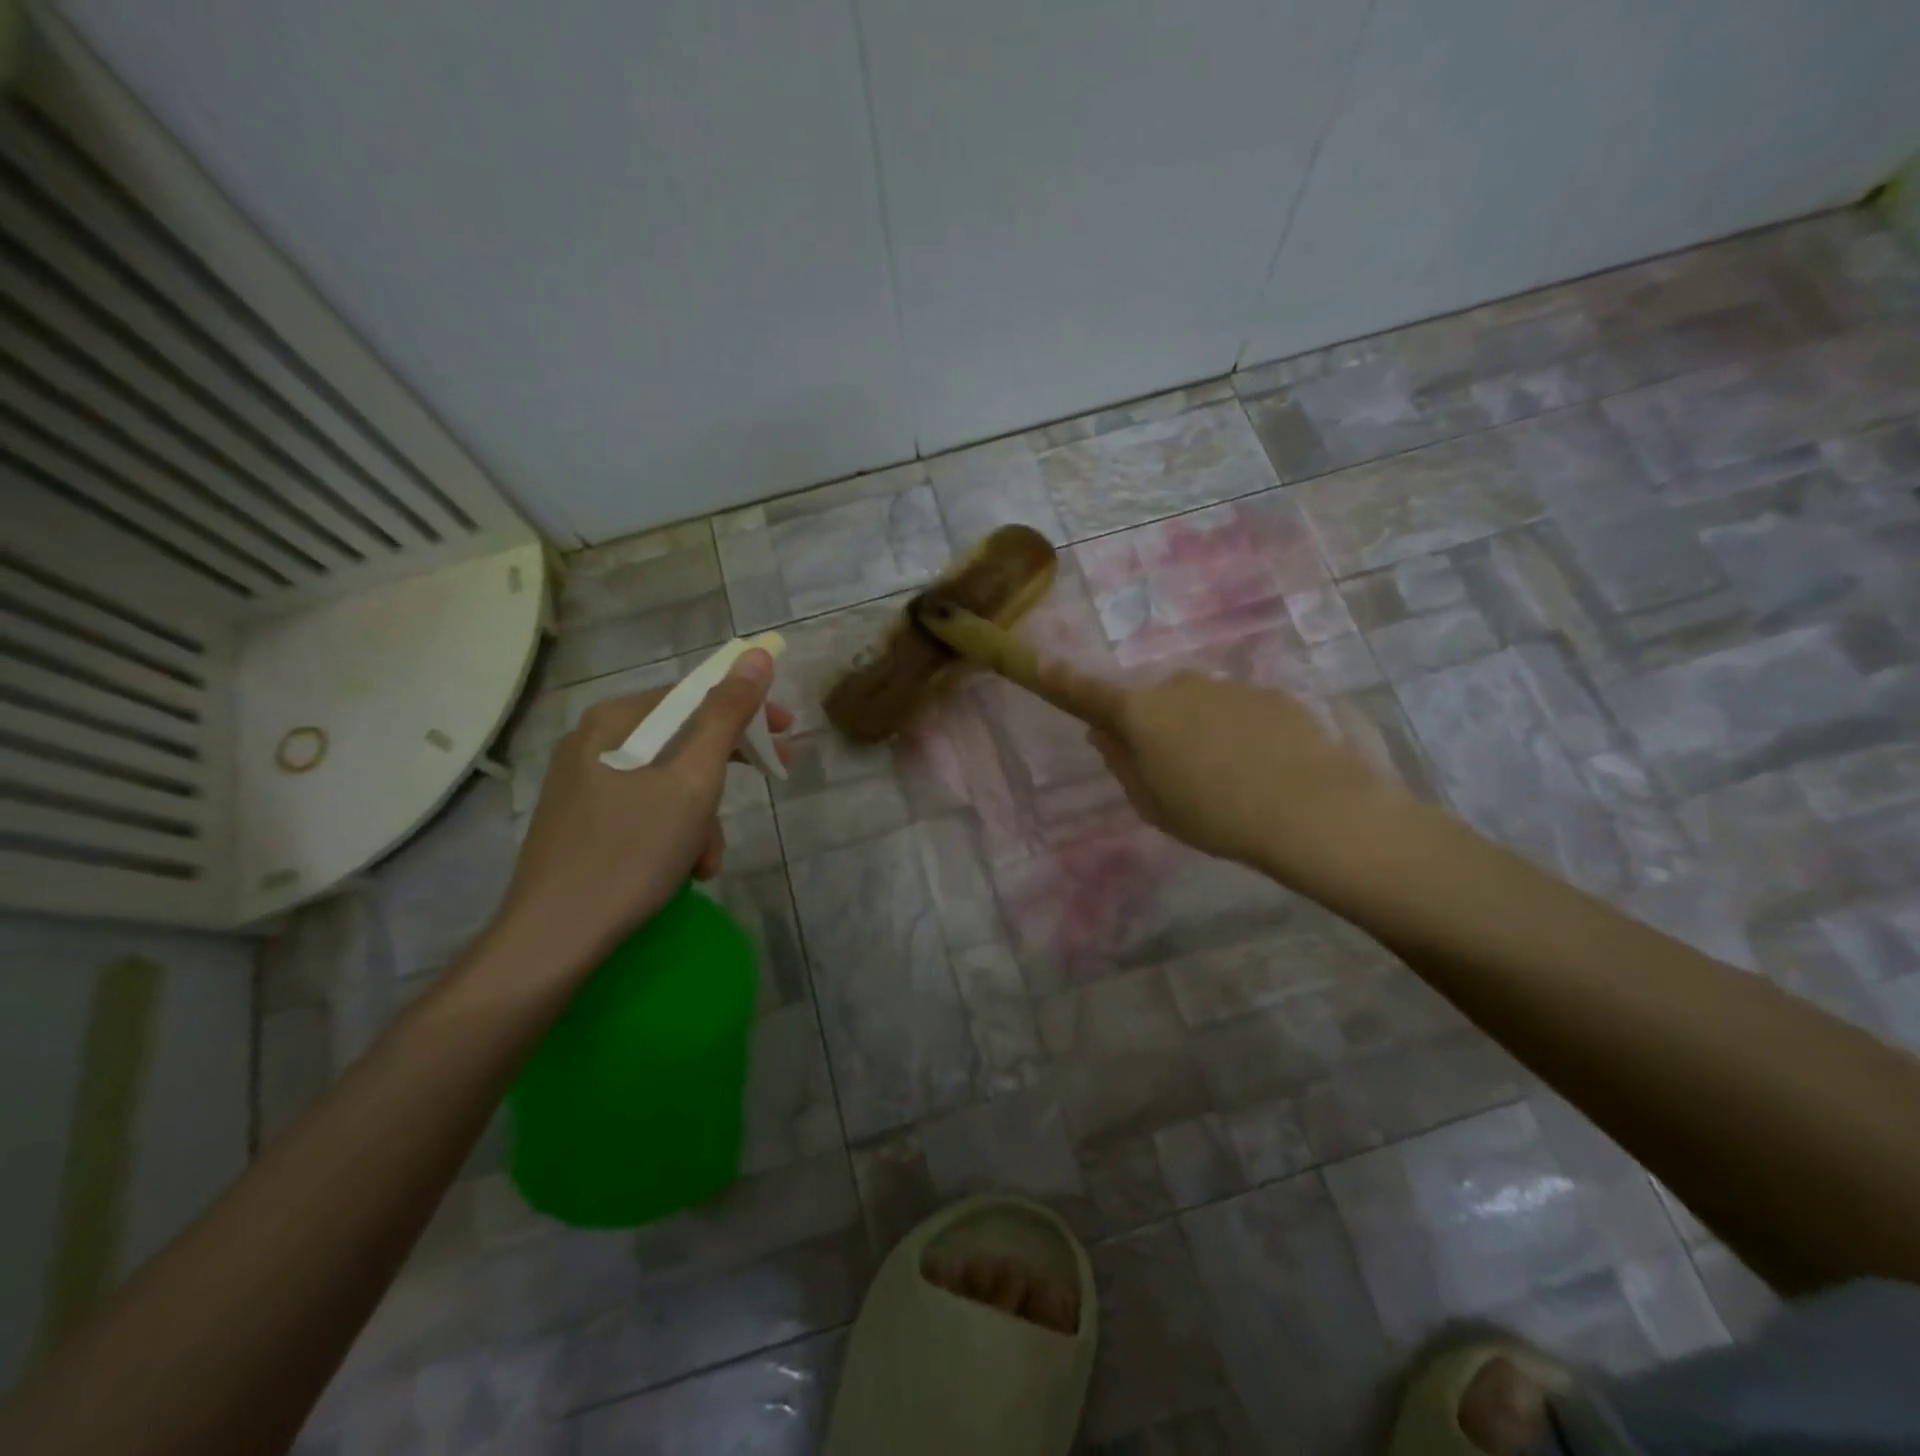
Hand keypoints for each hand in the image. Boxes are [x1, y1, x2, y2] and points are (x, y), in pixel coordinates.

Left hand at [488, 649, 790, 978]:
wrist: (554, 939)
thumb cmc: (631, 852)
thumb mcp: (692, 781)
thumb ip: (727, 716)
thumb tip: (756, 654)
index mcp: (614, 722)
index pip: (694, 696)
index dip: (747, 711)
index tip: (786, 736)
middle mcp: (593, 743)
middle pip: (681, 740)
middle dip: (725, 773)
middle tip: (768, 783)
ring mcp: (583, 784)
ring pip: (667, 781)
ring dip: (702, 817)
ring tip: (708, 860)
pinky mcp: (582, 822)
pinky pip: (645, 810)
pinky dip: (674, 833)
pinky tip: (685, 869)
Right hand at [1038, 662, 1413, 889]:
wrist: (1311, 808)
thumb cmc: (1214, 814)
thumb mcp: (1152, 803)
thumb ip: (1122, 763)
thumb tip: (1104, 734)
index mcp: (1142, 713)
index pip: (1091, 692)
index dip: (1065, 680)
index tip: (1043, 663)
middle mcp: (1180, 686)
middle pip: (1152, 702)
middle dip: (1153, 726)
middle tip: (1172, 772)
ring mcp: (1228, 686)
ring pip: (1197, 705)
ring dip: (1198, 730)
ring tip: (1226, 778)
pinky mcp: (1270, 694)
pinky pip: (1236, 711)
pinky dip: (1236, 732)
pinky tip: (1260, 768)